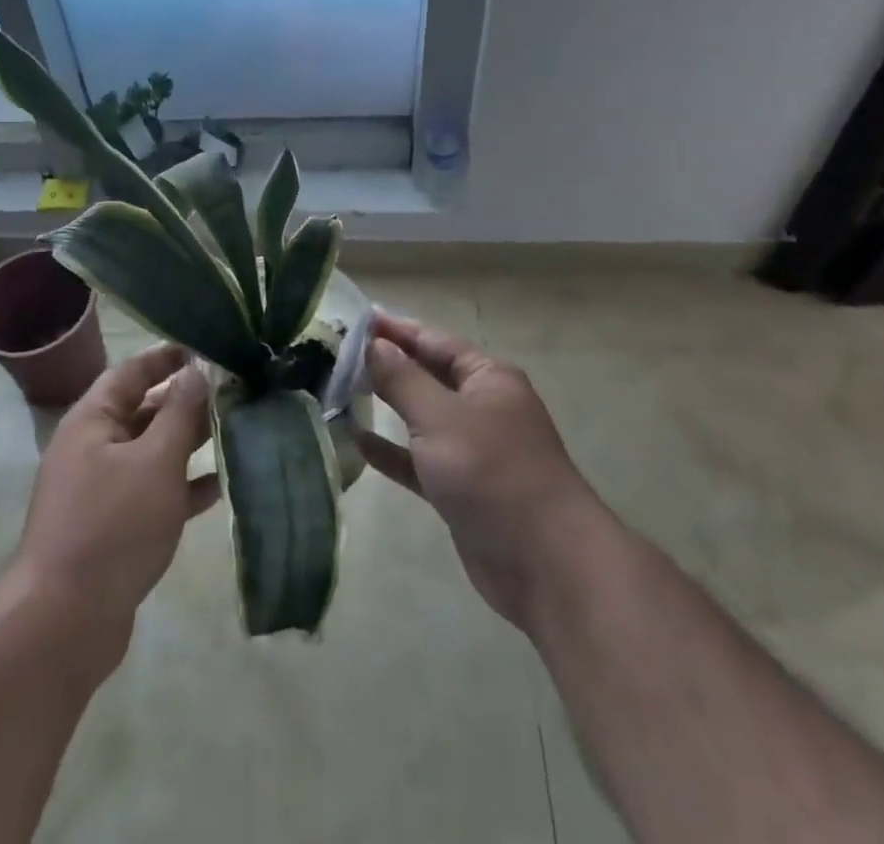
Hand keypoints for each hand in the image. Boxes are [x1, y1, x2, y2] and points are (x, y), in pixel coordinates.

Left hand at [12, 344, 218, 643]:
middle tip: (235, 392)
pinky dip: (184, 487)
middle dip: (187, 401)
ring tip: (237, 431)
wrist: (65, 622)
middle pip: (144, 411)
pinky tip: (222, 486)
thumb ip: (179, 412)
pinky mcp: (116, 527)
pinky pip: (155, 493)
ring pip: (153, 453)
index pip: (131, 372)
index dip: (167, 357)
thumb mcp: (154, 461)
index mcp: (93, 420)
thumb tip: (197, 369)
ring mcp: (103, 490)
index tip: (207, 349)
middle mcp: (94, 448)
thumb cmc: (112, 525)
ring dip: (190, 443)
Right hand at [359, 314, 593, 631]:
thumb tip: (374, 344)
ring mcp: (472, 450)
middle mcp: (482, 407)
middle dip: (387, 364)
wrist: (545, 565)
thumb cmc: (492, 473)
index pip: (434, 341)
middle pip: (427, 375)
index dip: (396, 329)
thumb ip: (403, 379)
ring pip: (421, 417)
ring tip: (340, 389)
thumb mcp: (441, 417)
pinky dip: (393, 451)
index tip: (357, 318)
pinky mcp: (461, 489)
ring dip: (387, 405)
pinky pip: (419, 460)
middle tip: (338, 353)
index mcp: (488, 378)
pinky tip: (358, 441)